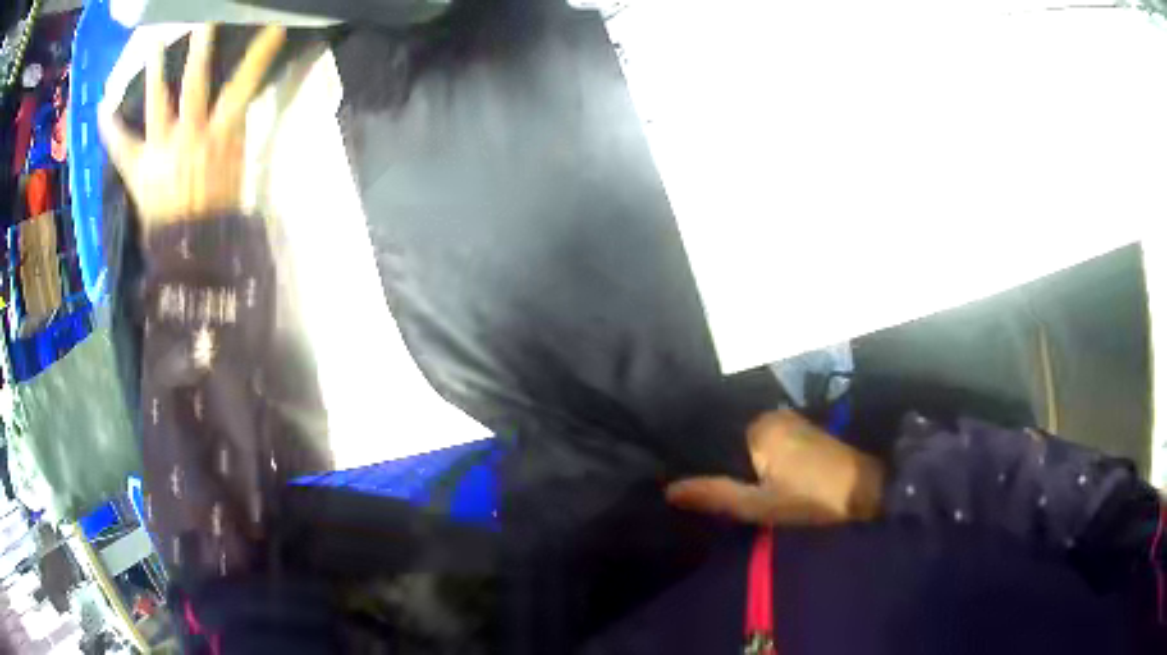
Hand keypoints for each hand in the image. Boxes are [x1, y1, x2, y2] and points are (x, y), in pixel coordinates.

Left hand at [98, 25, 285, 227]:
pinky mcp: (138, 169)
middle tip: (204, 20)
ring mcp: (160, 149)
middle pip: (196, 82)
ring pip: (157, 102)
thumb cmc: (217, 212)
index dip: (259, 55)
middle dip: (201, 48)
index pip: (244, 85)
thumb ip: (230, 135)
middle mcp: (189, 133)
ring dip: (155, 72)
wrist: (188, 251)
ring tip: (155, 45)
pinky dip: (111, 127)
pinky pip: (122, 145)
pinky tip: (103, 109)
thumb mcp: (235, 170)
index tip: (273, 29)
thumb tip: (232, 110)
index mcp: (219, 134)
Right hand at [666, 410, 884, 525]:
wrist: (866, 492)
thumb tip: (669, 490)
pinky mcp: (807, 433)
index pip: (716, 442)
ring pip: (755, 446)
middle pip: (736, 443)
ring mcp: (793, 422)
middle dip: (729, 467)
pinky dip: (766, 463)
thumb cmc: (811, 498)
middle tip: (726, 497)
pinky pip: (773, 446)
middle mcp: (773, 415)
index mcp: (759, 426)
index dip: (708, 467)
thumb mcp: (760, 505)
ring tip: (742, 490)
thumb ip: (716, 495)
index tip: (703, 490)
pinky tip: (767, 482)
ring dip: (749, 467)